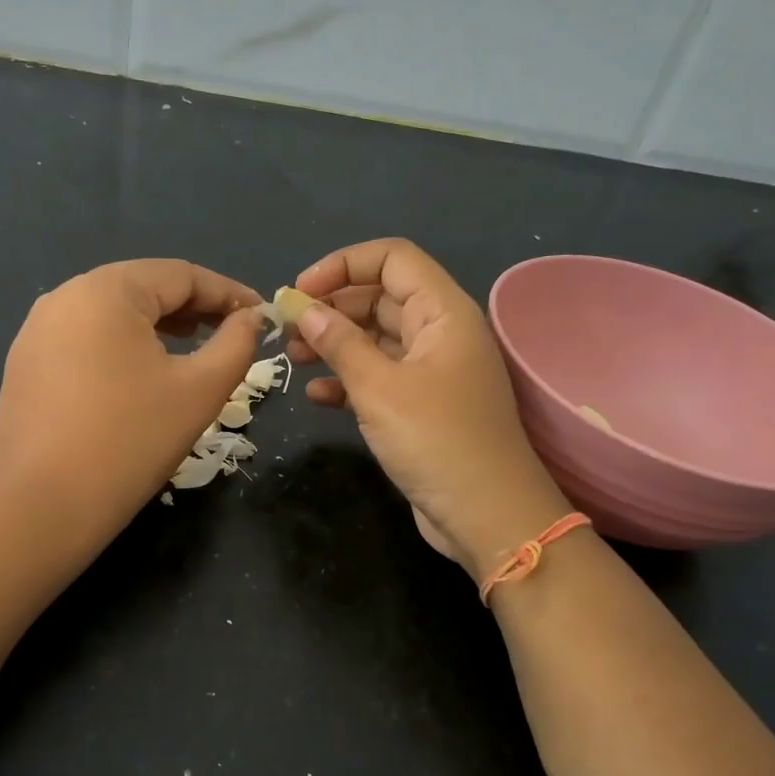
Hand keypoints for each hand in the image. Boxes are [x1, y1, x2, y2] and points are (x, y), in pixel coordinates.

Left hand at [0, 259, 264, 547]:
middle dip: (192, 307)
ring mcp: (36, 331)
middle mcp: (63, 297)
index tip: (260, 314)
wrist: (45, 507)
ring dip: (157, 325)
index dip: (227, 292)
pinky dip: (121, 346)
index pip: (180, 275)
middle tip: (230, 331)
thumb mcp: (200, 390)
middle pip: (142, 287)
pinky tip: (140, 373)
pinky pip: (85, 338)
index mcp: (105, 291)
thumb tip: (251, 318)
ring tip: (191, 347)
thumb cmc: (132, 440)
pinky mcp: (25, 364)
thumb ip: (236, 344)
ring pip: (112, 313)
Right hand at [288, 239, 569, 578]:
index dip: (343, 265)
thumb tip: (304, 309)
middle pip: (379, 297)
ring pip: (375, 339)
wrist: (486, 516)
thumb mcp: (379, 388)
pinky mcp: (420, 407)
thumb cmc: (437, 441)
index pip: (392, 259)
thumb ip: (339, 343)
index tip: (300, 292)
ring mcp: (430, 372)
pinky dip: (347, 381)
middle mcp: (438, 333)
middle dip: (332, 307)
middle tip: (287, 330)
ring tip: (293, 358)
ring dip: (334, 343)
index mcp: (442, 313)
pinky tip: (316, 396)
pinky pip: (378, 378)